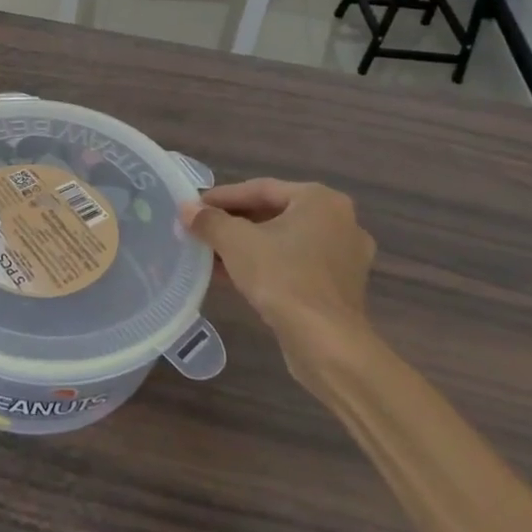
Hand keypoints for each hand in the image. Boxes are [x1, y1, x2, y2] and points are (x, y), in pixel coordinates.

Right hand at [182, 180, 375, 394]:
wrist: (326, 343)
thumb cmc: (283, 278)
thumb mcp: (235, 242)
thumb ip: (209, 220)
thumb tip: (187, 209)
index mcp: (320, 200)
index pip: (261, 188)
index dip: (222, 197)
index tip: (194, 206)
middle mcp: (340, 222)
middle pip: (274, 213)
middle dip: (234, 222)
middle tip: (202, 228)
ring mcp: (345, 257)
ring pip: (285, 241)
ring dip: (247, 246)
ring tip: (211, 253)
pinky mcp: (341, 288)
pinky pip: (296, 264)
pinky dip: (266, 265)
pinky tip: (235, 276)